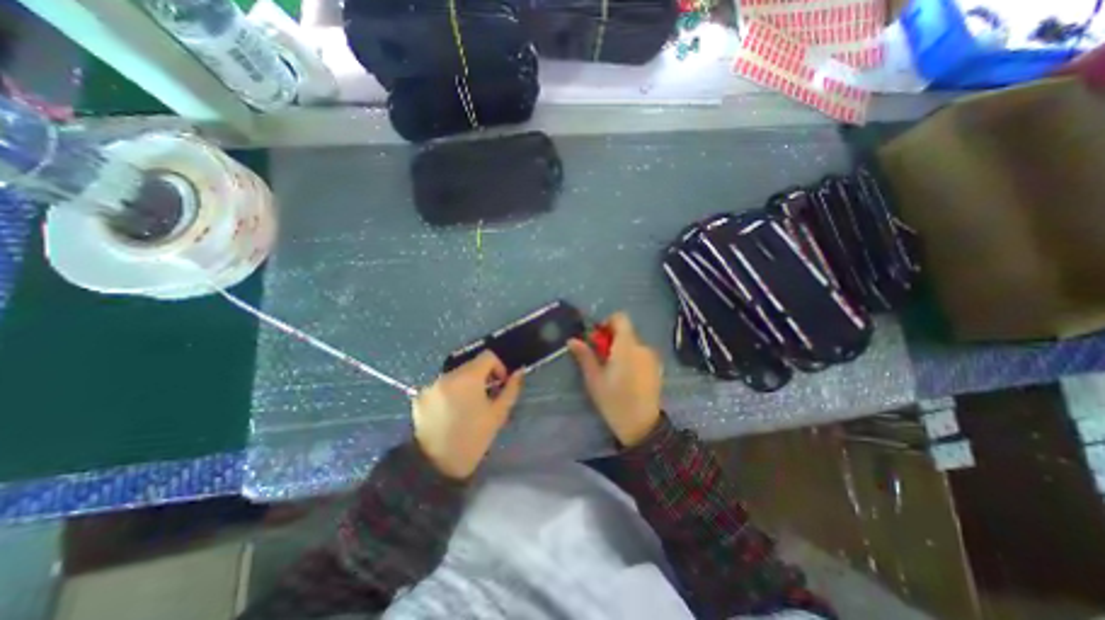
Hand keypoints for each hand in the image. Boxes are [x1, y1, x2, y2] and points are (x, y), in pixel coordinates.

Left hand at [411, 351, 523, 475]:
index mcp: (468, 377)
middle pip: (470, 365)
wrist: (436, 466)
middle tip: (485, 398)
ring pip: (455, 376)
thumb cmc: (473, 438)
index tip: (499, 384)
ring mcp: (431, 385)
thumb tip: (518, 372)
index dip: (498, 366)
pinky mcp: (420, 397)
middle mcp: (447, 375)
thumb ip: (511, 389)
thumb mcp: (498, 414)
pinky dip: (449, 393)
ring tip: (467, 407)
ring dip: (464, 385)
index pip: (487, 356)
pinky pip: (440, 387)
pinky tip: (450, 413)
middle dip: (481, 377)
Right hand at [566, 313, 658, 448]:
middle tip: (601, 358)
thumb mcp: (594, 379)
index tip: (597, 338)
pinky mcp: (656, 367)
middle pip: (626, 332)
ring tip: (613, 370)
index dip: (607, 322)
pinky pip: (640, 354)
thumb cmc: (614, 401)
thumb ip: (585, 356)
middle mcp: (642, 347)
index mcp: (626, 346)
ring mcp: (652, 357)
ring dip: (621, 349)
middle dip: (611, 340)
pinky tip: (626, 377)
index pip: (620, 318)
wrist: (642, 426)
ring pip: (633, 343)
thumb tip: (572, 340)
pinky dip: (631, 357)